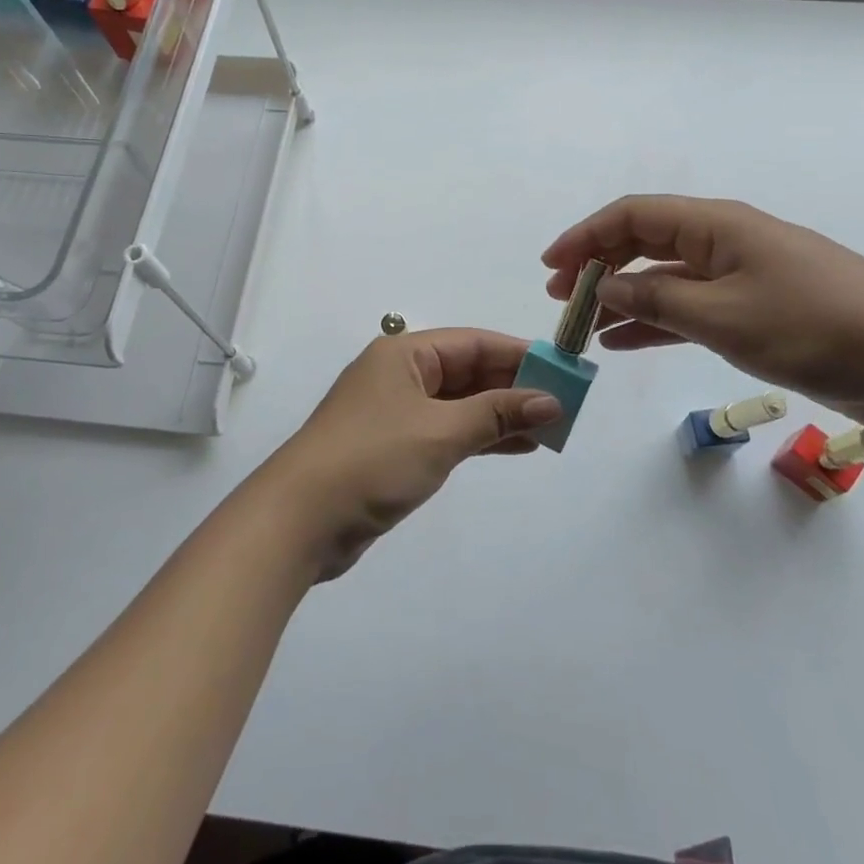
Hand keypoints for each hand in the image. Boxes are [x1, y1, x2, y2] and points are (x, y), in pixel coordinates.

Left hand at [258, 329, 560, 579]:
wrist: (299, 520)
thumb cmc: (372, 460)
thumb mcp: (441, 432)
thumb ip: (497, 414)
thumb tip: (551, 400)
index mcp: (405, 354)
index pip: (474, 343)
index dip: (520, 354)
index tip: (563, 369)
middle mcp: (401, 375)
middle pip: (468, 372)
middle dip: (514, 387)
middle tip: (564, 404)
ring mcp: (397, 413)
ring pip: (461, 404)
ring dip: (502, 414)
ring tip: (550, 428)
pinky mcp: (395, 447)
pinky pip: (448, 431)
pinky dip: (480, 437)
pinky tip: (516, 446)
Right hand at [542, 195, 863, 427]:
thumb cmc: (812, 324)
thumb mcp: (722, 314)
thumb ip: (655, 299)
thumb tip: (603, 287)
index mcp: (715, 225)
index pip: (633, 216)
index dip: (586, 236)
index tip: (550, 267)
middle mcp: (723, 242)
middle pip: (644, 244)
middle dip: (598, 267)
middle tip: (560, 299)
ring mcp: (739, 277)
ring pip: (664, 279)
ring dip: (622, 299)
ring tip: (583, 327)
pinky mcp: (754, 311)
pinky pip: (689, 308)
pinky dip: (655, 321)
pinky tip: (625, 341)